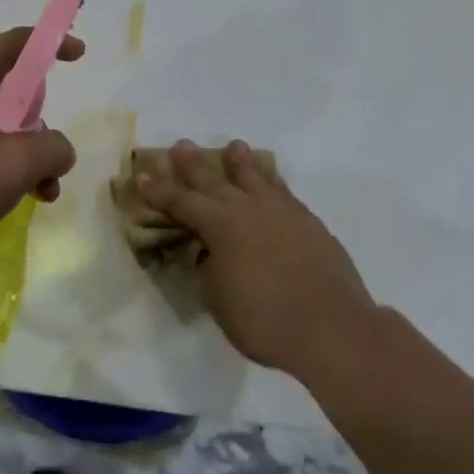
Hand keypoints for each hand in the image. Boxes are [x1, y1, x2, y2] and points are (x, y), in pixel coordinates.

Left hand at [0, 28, 83, 269]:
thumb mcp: (15, 166)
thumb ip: (52, 148)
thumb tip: (57, 148)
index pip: (18, 42)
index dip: (53, 44)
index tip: (79, 55)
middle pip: (6, 85)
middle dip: (38, 120)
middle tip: (49, 155)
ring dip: (19, 150)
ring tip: (35, 193)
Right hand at [135, 140, 374, 377]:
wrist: (332, 328)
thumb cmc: (265, 320)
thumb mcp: (219, 300)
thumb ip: (210, 270)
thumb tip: (211, 253)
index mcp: (220, 225)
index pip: (181, 202)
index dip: (158, 190)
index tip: (140, 174)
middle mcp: (248, 208)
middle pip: (214, 179)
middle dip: (193, 164)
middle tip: (181, 145)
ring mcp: (281, 211)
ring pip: (255, 176)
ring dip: (240, 161)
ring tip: (233, 146)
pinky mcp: (308, 221)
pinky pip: (282, 190)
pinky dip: (271, 180)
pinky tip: (270, 180)